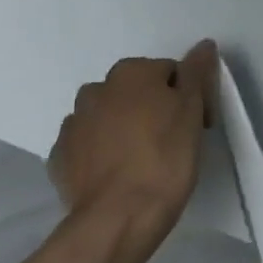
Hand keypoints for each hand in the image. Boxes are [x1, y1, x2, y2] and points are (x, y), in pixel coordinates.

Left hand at [48, 41, 217, 262]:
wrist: (118, 217)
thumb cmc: (165, 158)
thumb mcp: (192, 111)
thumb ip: (196, 73)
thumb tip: (203, 44)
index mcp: (130, 73)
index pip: (169, 73)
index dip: (188, 96)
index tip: (198, 124)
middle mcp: (96, 90)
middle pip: (135, 92)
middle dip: (152, 108)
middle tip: (173, 141)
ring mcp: (72, 124)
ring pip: (108, 117)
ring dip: (124, 128)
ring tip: (143, 159)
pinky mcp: (59, 157)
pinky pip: (88, 146)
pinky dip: (102, 153)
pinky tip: (118, 174)